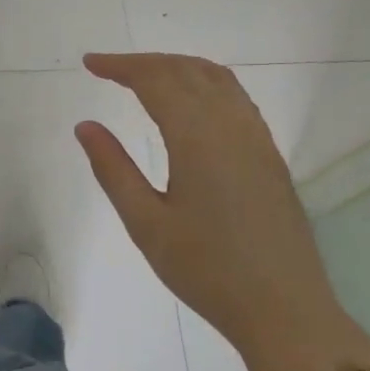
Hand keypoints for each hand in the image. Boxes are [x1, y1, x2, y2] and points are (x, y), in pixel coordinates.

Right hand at [75, 53, 355, 370]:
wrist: (283, 308)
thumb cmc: (205, 269)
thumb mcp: (146, 223)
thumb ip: (113, 169)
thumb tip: (85, 126)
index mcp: (198, 138)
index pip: (156, 81)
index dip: (120, 66)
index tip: (89, 63)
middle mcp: (233, 126)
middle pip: (188, 71)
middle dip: (146, 62)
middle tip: (109, 68)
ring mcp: (257, 140)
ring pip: (218, 80)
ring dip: (178, 68)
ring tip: (144, 77)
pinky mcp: (269, 157)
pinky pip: (236, 100)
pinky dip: (205, 85)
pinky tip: (190, 105)